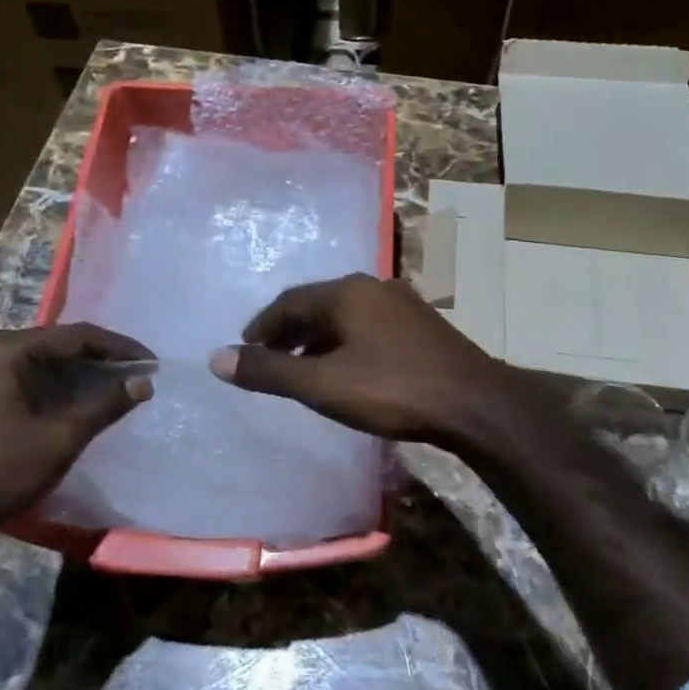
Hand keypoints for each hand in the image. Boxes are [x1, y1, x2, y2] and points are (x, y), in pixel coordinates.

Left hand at [0, 323, 153, 546]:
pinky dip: (59, 388)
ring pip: (46, 363)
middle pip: (60, 345)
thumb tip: (144, 381)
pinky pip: (29, 378)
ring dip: (82, 375)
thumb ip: (104, 404)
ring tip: (119, 387)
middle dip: (102, 360)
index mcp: (7, 349)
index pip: (77, 336)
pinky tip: (82, 402)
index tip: (153, 361)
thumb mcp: (59, 438)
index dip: (119, 347)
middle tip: (139, 374)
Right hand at [208, 273, 543, 449]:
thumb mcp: (322, 384)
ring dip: (318, 338)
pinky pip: (368, 326)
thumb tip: (216, 359)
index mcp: (347, 292)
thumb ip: (269, 371)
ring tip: (302, 368)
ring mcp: (401, 303)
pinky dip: (345, 343)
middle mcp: (373, 287)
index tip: (244, 349)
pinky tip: (347, 369)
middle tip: (269, 359)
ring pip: (346, 316)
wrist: (473, 402)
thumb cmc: (391, 389)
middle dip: (289, 331)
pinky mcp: (421, 324)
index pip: (290, 301)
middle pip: (318, 304)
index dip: (262, 326)